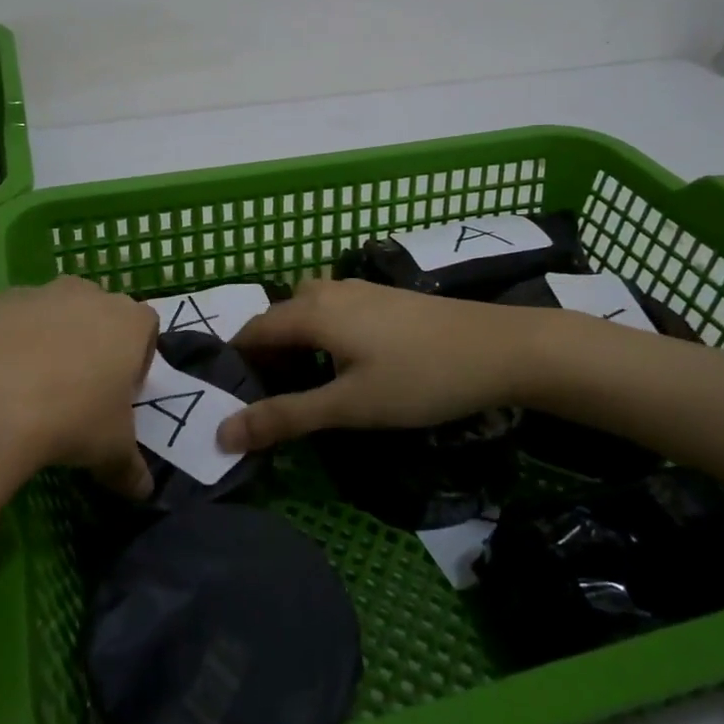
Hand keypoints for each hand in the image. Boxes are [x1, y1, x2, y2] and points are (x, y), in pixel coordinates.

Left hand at [0, 244, 159, 497]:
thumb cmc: (69, 420)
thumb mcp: (110, 450)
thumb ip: (129, 468)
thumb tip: (142, 493)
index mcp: (126, 322)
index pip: (145, 329)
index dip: (137, 360)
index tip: (121, 393)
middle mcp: (82, 295)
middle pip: (96, 312)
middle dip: (91, 342)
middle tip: (77, 389)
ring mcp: (29, 294)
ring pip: (45, 305)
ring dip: (44, 329)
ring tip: (28, 375)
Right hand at [221, 277, 543, 450]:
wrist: (500, 348)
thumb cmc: (419, 378)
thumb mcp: (349, 405)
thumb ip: (285, 417)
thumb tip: (223, 434)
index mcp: (311, 311)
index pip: (251, 331)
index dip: (236, 365)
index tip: (232, 403)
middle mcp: (327, 290)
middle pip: (277, 319)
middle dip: (264, 357)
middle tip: (268, 404)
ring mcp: (358, 289)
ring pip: (306, 313)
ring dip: (293, 345)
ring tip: (303, 387)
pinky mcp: (383, 297)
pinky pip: (332, 311)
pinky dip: (320, 335)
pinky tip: (343, 364)